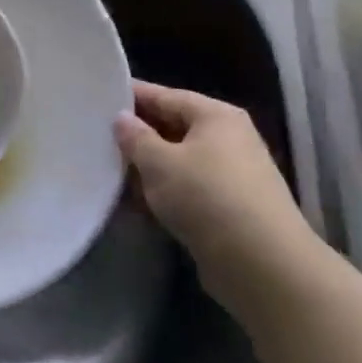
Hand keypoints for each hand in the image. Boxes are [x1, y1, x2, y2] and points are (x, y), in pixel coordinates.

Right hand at [115, 80, 324, 317]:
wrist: (263, 266)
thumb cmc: (207, 197)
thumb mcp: (159, 162)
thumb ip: (135, 138)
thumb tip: (122, 119)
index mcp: (216, 116)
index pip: (166, 95)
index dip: (132, 96)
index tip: (98, 97)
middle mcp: (229, 139)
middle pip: (173, 128)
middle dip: (138, 135)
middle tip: (97, 135)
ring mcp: (232, 176)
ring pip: (179, 161)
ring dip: (148, 168)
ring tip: (108, 170)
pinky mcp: (231, 210)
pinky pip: (188, 190)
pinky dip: (164, 193)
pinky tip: (135, 203)